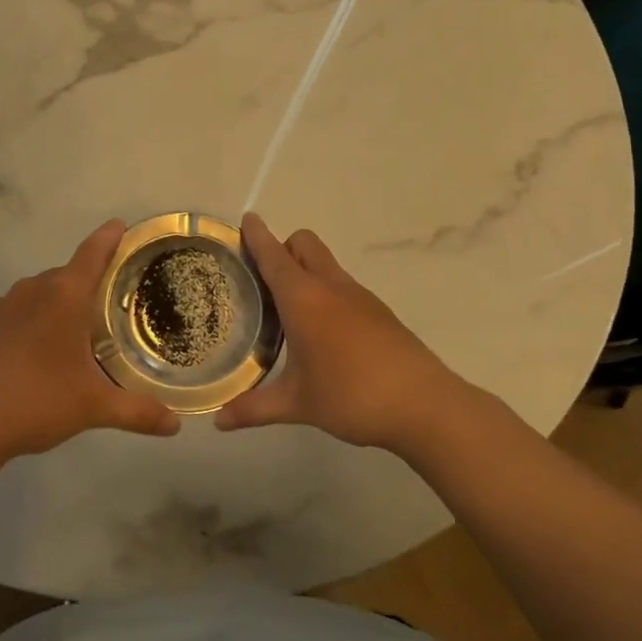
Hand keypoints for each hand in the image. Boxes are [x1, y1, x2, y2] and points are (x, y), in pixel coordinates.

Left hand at [0, 219, 181, 462]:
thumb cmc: (37, 402)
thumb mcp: (93, 408)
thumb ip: (137, 412)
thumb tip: (175, 425)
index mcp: (64, 298)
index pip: (92, 254)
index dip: (108, 238)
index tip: (119, 224)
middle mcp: (30, 291)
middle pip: (64, 278)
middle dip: (82, 288)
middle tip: (99, 311)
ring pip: (32, 296)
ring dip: (49, 308)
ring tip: (61, 339)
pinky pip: (6, 317)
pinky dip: (19, 327)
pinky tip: (21, 357)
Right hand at [215, 213, 478, 451]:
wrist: (424, 405)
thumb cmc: (351, 395)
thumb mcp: (297, 404)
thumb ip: (254, 409)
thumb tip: (217, 421)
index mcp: (303, 298)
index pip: (273, 255)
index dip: (257, 235)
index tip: (246, 219)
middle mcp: (330, 286)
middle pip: (303, 243)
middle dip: (282, 247)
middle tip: (262, 278)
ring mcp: (359, 296)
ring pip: (325, 264)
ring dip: (305, 271)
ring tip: (287, 309)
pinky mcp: (379, 312)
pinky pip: (343, 286)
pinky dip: (326, 293)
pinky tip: (322, 332)